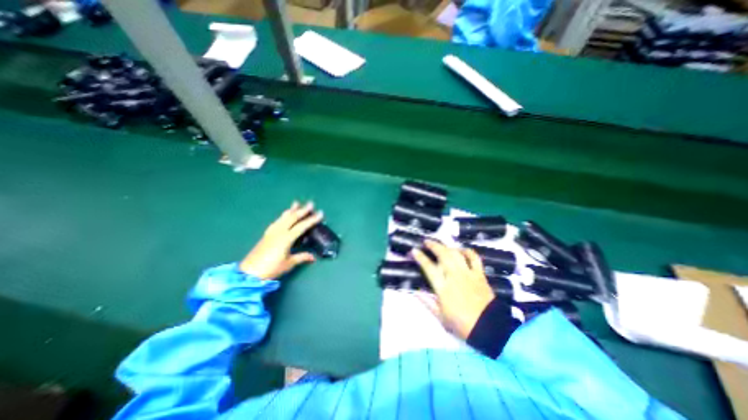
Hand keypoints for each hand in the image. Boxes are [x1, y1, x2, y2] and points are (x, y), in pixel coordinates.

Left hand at [240, 202, 321, 280]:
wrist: (250, 272)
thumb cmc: (271, 268)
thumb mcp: (289, 263)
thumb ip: (302, 257)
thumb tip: (313, 257)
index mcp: (286, 238)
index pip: (302, 226)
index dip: (312, 220)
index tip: (320, 213)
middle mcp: (279, 232)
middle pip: (292, 218)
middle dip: (302, 210)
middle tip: (311, 203)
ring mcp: (272, 232)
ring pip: (283, 217)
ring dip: (291, 210)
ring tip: (297, 203)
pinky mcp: (267, 234)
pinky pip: (277, 221)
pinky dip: (283, 216)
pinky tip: (284, 215)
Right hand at [408, 241, 494, 338]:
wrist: (490, 329)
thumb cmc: (462, 325)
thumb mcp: (440, 317)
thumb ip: (427, 302)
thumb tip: (415, 292)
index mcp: (443, 288)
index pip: (429, 267)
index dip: (420, 257)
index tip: (414, 250)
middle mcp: (455, 276)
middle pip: (443, 255)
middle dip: (433, 245)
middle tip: (426, 242)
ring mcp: (468, 274)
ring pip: (456, 254)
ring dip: (447, 246)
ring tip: (441, 245)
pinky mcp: (480, 275)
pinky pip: (474, 258)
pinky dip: (467, 251)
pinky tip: (461, 250)